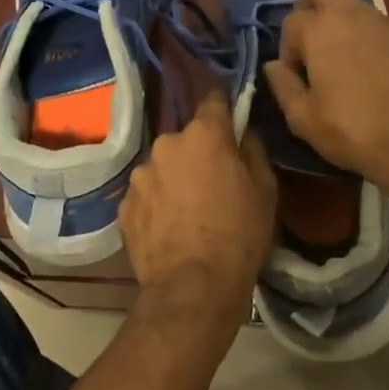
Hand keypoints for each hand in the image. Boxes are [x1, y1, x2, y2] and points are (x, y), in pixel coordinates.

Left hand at [119, 93, 276, 327]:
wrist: (193, 288)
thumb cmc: (239, 234)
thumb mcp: (265, 189)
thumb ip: (252, 150)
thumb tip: (242, 132)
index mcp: (203, 135)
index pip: (213, 100)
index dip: (222, 107)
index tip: (228, 115)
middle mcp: (166, 144)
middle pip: (186, 139)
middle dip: (198, 153)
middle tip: (212, 182)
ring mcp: (140, 175)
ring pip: (163, 167)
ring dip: (174, 179)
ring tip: (188, 212)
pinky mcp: (123, 205)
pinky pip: (146, 194)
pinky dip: (157, 204)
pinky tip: (170, 229)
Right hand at [262, 0, 388, 198]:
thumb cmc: (352, 132)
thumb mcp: (303, 119)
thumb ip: (282, 85)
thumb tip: (273, 65)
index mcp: (321, 30)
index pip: (292, 20)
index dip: (288, 48)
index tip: (296, 75)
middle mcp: (353, 15)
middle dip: (311, 4)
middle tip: (314, 42)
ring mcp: (387, 22)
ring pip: (356, 6)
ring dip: (344, 24)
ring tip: (348, 64)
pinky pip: (383, 27)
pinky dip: (372, 40)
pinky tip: (378, 73)